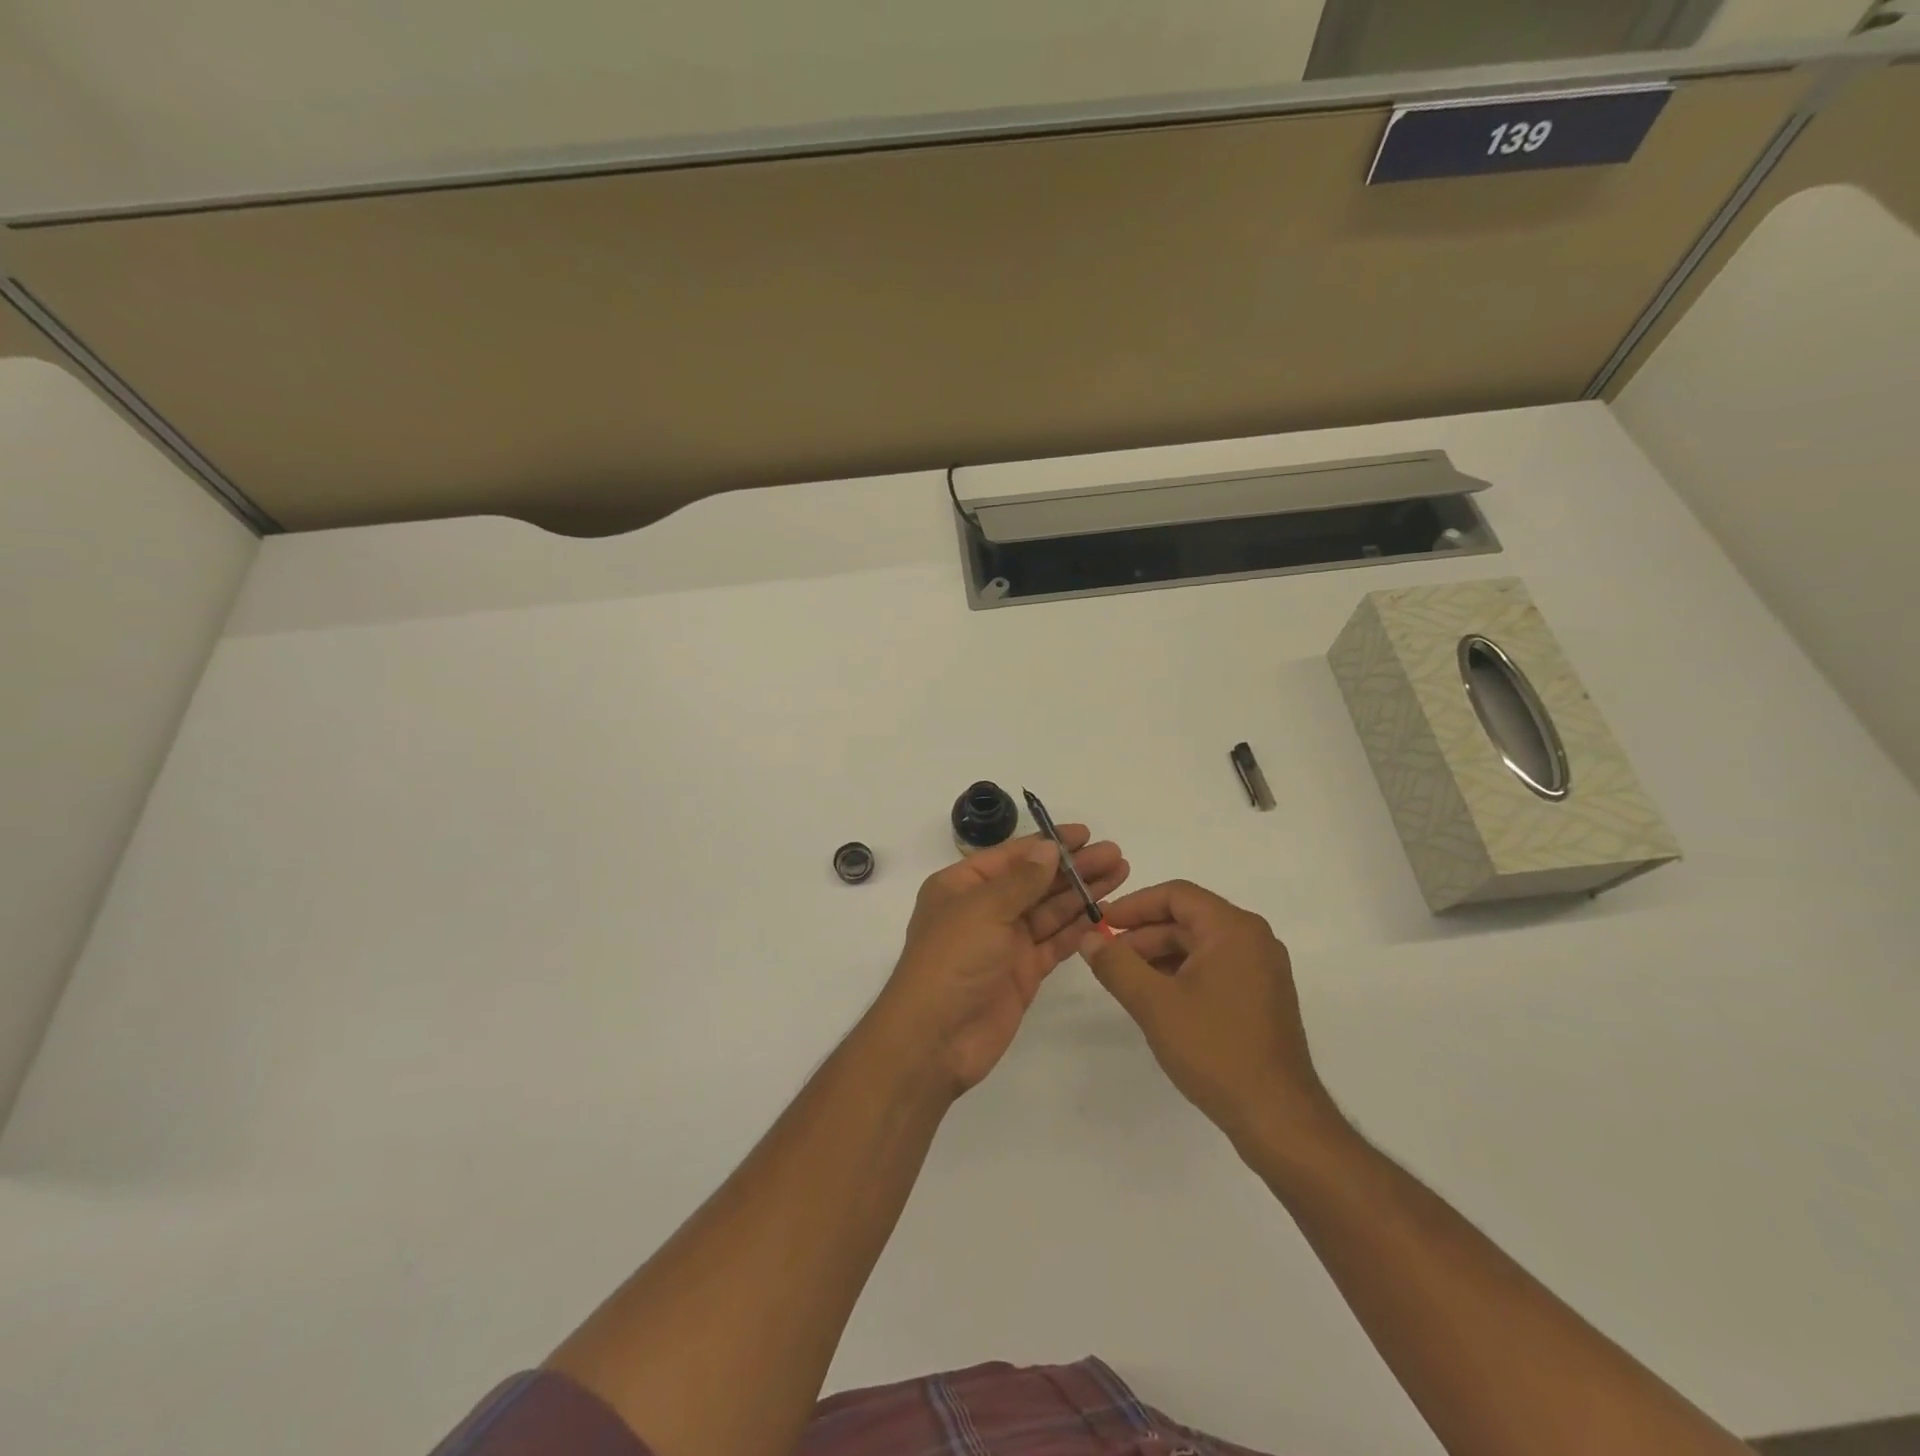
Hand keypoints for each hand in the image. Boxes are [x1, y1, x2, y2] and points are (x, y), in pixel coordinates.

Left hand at [873, 827, 1128, 1097]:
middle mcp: (984, 909)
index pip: (1012, 856)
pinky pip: (1054, 942)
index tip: (1086, 834)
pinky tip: (1104, 914)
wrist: (935, 1039)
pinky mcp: (1023, 972)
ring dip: (1082, 893)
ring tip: (1120, 875)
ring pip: (1049, 910)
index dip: (1048, 843)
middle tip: (1115, 855)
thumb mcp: (983, 910)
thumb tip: (1048, 847)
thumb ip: (1021, 880)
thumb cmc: (951, 961)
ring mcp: (1004, 942)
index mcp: (962, 886)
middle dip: (1074, 868)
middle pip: (1035, 881)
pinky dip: (1078, 928)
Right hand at [1080, 880, 1341, 1155]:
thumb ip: (1116, 965)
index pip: (1176, 895)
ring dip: (1160, 956)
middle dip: (1144, 934)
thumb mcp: (1154, 1004)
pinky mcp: (1262, 997)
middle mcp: (1254, 939)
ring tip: (1126, 980)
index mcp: (1234, 929)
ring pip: (1199, 946)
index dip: (1134, 905)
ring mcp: (1262, 970)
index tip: (1101, 923)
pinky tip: (1157, 999)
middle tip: (1106, 956)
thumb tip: (1088, 938)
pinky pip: (1214, 968)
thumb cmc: (1215, 1050)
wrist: (1278, 1118)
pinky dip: (1182, 974)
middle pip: (1188, 919)